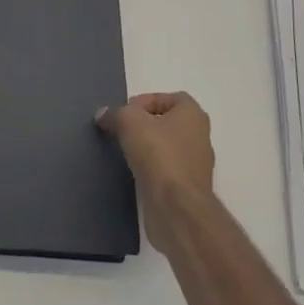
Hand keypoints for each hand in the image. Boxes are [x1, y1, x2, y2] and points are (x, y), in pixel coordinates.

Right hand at [96, 92, 215, 256]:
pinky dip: (151, 170)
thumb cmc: (158, 153)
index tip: (125, 114)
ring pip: (167, 148)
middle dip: (144, 126)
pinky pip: (166, 171)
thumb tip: (103, 115)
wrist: (176, 206)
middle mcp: (200, 137)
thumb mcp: (129, 121)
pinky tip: (134, 173)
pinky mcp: (188, 189)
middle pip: (167, 123)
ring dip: (147, 149)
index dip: (145, 101)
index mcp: (193, 115)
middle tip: (122, 131)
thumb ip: (115, 113)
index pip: (169, 98)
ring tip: (125, 153)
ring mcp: (196, 165)